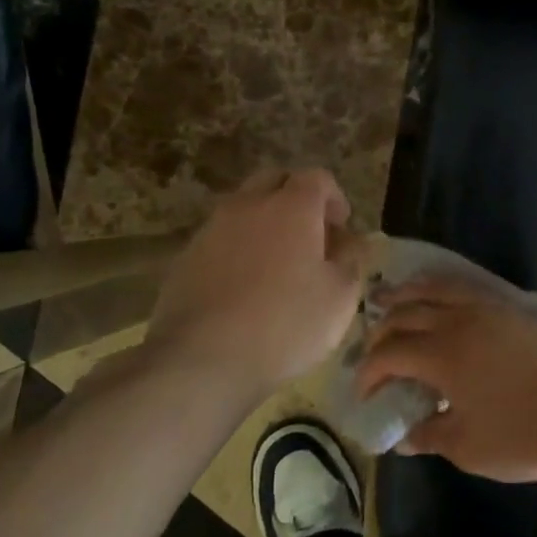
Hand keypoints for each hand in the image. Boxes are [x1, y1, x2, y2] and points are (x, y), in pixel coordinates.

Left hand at [146, 168, 367, 395]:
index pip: (317, 177)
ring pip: (244, 207)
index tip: (341, 227)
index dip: (334, 197)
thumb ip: (351, 260)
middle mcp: (249, 205)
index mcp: (292, 207)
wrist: (201, 359)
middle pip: (275, 180)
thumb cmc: (285, 324)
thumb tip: (348, 241)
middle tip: (310, 236)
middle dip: (296, 198)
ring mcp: (212, 228)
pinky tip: (245, 287)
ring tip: (277, 264)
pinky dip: (238, 248)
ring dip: (265, 223)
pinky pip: (221, 238)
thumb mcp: (340, 297)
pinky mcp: (186, 257)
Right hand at [357, 277, 536, 481]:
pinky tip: (438, 297)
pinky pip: (464, 288)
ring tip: (390, 299)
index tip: (364, 393)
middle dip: (381, 331)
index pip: (390, 353)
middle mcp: (458, 321)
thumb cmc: (523, 435)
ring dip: (407, 295)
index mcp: (442, 354)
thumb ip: (430, 436)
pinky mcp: (510, 309)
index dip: (369, 371)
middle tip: (372, 352)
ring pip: (436, 288)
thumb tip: (405, 435)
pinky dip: (440, 288)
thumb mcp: (468, 447)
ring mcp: (487, 310)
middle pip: (406, 314)